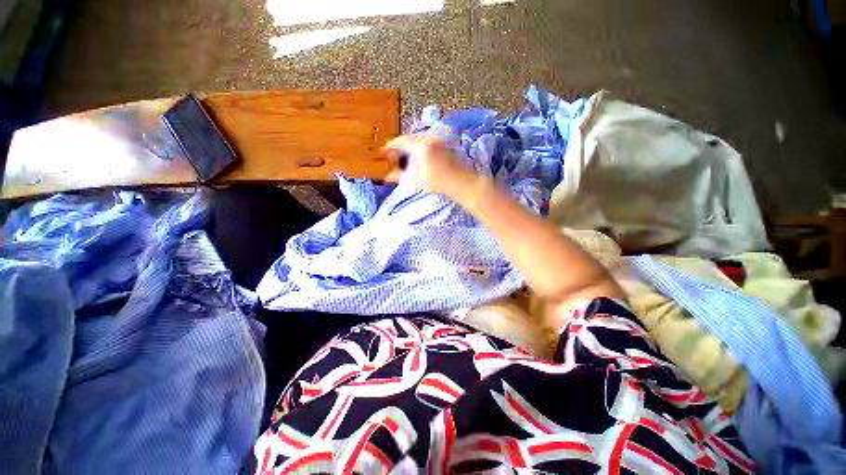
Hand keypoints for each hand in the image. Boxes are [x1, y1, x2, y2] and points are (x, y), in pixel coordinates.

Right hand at [382, 134, 478, 198]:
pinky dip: (419, 146)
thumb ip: (401, 176)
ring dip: (410, 146)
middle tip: (393, 155)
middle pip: (410, 138)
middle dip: (400, 146)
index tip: (384, 151)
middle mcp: (429, 139)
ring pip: (418, 139)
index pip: (401, 141)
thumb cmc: (438, 182)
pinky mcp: (443, 143)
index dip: (391, 146)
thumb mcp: (417, 180)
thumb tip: (387, 177)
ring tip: (404, 156)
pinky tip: (417, 156)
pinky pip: (426, 141)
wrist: (461, 182)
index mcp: (421, 146)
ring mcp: (438, 140)